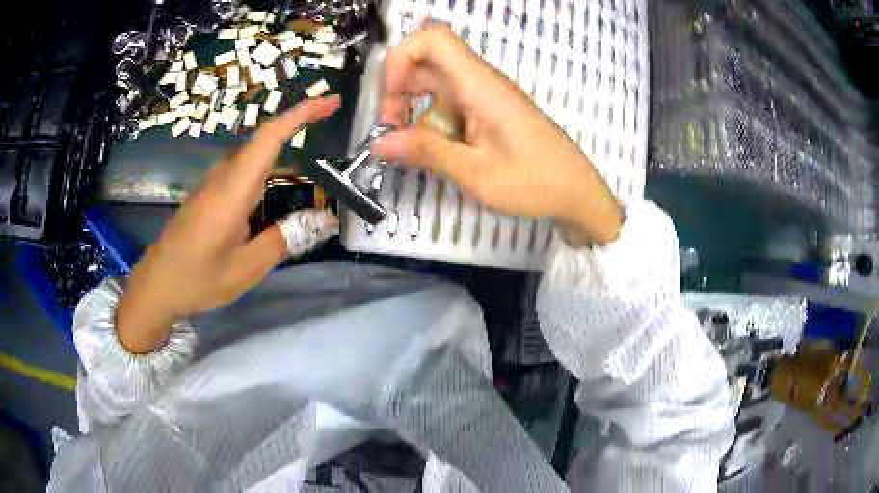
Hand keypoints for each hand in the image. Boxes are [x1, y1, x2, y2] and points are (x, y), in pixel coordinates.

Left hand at [117, 97, 341, 353]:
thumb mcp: (245, 269)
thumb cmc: (197, 279)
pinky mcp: (209, 197)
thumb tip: (321, 221)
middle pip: (264, 143)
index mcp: (232, 191)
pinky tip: (276, 202)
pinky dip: (268, 178)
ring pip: (254, 160)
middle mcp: (223, 178)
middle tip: (333, 141)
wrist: (156, 286)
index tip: (332, 102)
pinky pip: (244, 176)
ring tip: (310, 180)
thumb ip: (282, 240)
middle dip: (299, 129)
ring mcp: (213, 186)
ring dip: (284, 159)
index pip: (269, 138)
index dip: (301, 114)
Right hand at [372, 25, 622, 246]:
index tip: (391, 99)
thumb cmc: (535, 182)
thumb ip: (427, 153)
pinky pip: (450, 105)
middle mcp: (481, 82)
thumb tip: (379, 143)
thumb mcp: (476, 173)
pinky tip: (436, 152)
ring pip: (435, 85)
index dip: (401, 58)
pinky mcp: (489, 112)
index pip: (433, 39)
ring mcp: (485, 97)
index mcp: (479, 86)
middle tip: (391, 130)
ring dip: (414, 110)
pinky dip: (432, 122)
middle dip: (399, 91)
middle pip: (426, 62)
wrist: (577, 192)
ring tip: (409, 148)